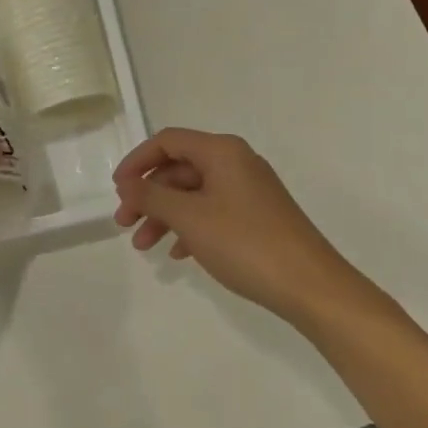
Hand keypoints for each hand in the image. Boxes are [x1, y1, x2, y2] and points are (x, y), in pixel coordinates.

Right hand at [113, 129, 369, 329]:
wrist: (310, 286)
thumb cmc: (245, 243)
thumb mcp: (190, 218)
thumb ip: (152, 196)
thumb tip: (127, 183)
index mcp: (221, 151)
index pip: (168, 142)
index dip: (137, 161)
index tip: (117, 190)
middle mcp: (236, 162)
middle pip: (179, 168)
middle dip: (148, 194)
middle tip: (125, 224)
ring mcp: (249, 190)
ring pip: (194, 193)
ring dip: (165, 215)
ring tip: (144, 245)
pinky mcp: (257, 216)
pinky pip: (212, 211)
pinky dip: (190, 227)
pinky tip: (177, 254)